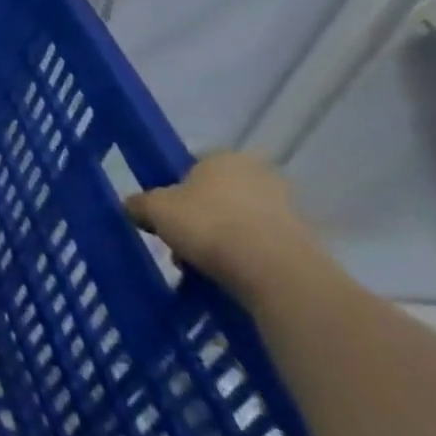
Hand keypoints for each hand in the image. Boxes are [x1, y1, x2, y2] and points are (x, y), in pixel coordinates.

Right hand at [124, 151, 323, 302]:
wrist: (276, 274)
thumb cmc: (208, 224)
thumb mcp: (154, 209)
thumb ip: (138, 204)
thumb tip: (133, 207)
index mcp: (225, 157)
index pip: (192, 166)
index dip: (173, 189)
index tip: (164, 213)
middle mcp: (260, 176)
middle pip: (216, 196)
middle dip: (197, 219)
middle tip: (179, 242)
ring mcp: (287, 211)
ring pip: (237, 223)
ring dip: (219, 242)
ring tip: (198, 267)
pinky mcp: (303, 245)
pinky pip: (259, 248)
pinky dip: (243, 260)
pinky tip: (225, 278)